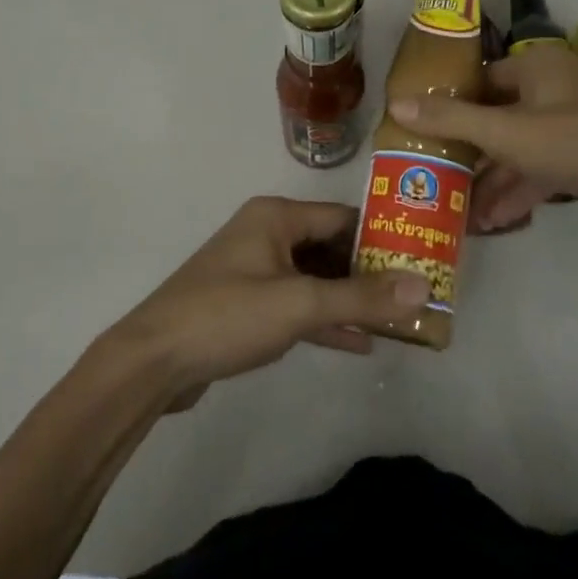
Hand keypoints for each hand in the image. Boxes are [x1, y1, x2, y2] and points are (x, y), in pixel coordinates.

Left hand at [109, 197, 429, 405]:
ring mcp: (255, 270)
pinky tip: (360, 343)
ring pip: (315, 279)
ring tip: (398, 320)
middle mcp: (267, 234)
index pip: (342, 217)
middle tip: (416, 293)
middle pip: (331, 247)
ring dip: (350, 299)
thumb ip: (361, 297)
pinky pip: (297, 304)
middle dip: (370, 272)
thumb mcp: (299, 304)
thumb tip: (424, 286)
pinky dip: (325, 319)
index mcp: (276, 217)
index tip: (422, 257)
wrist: (153, 361)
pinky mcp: (248, 305)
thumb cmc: (227, 316)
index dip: (382, 237)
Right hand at [392, 45, 577, 234]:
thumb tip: (395, 103)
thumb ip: (451, 120)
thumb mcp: (507, 132)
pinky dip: (520, 189)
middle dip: (470, 153)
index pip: (480, 81)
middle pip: (498, 116)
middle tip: (437, 177)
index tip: (423, 134)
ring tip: (462, 212)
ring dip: (493, 179)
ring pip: (520, 147)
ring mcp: (574, 122)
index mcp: (536, 66)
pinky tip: (496, 222)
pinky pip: (543, 167)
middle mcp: (554, 86)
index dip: (451, 106)